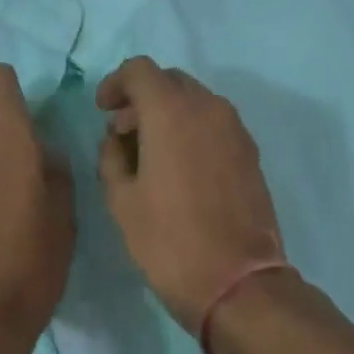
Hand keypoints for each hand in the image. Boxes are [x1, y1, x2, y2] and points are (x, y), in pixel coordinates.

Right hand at [95, 57, 286, 335]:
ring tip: (148, 151)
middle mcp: (209, 108)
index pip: (140, 70)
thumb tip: (119, 138)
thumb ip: (112, 156)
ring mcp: (236, 130)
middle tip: (122, 131)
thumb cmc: (168, 240)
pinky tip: (178, 166)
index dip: (115, 83)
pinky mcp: (250, 153)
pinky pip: (214, 124)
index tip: (102, 109)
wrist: (237, 282)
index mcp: (172, 111)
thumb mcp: (121, 199)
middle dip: (142, 97)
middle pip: (170, 81)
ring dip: (168, 113)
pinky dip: (191, 130)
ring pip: (195, 101)